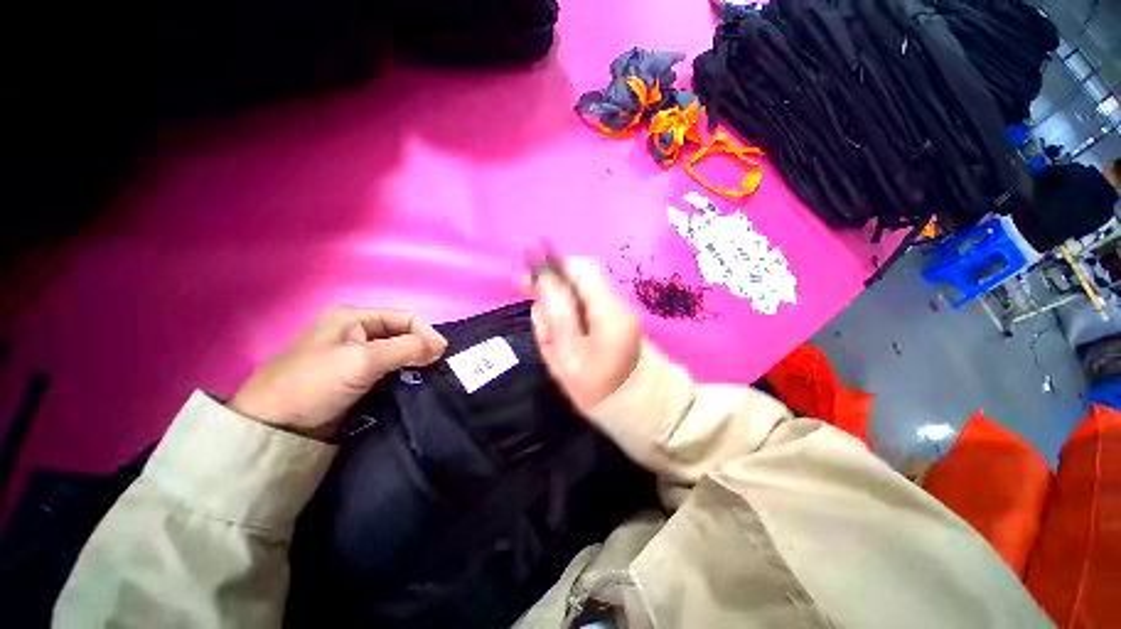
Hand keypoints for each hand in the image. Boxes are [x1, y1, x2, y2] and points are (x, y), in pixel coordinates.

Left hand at [230, 307, 447, 439]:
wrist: (275, 427)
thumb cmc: (316, 383)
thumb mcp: (364, 360)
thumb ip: (407, 348)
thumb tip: (442, 346)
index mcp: (355, 317)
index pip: (406, 318)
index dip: (426, 334)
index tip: (440, 356)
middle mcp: (357, 332)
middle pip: (403, 335)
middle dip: (421, 350)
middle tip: (435, 370)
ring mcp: (355, 357)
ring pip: (397, 355)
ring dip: (414, 365)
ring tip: (428, 380)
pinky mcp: (355, 379)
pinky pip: (388, 372)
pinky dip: (403, 377)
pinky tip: (412, 387)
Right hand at [532, 258, 641, 413]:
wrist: (639, 405)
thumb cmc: (599, 390)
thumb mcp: (569, 358)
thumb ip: (557, 316)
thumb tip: (545, 279)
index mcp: (609, 312)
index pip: (582, 270)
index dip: (553, 270)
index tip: (528, 284)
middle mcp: (618, 303)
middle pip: (580, 278)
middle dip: (554, 292)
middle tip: (539, 317)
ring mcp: (619, 309)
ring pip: (580, 293)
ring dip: (560, 307)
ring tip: (553, 339)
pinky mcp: (616, 317)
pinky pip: (587, 306)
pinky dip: (571, 317)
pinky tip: (565, 339)